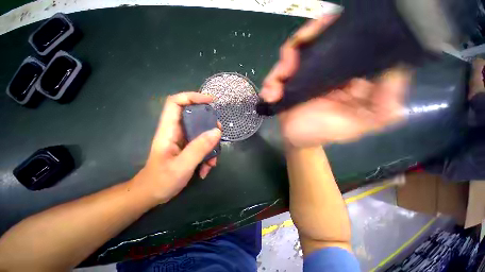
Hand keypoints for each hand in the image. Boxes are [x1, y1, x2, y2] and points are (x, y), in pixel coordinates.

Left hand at [132, 92, 221, 202]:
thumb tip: (216, 132)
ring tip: (212, 163)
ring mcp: (184, 140)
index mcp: (169, 130)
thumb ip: (199, 148)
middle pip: (195, 117)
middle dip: (210, 125)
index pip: (176, 103)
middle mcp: (177, 132)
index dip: (192, 97)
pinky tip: (206, 169)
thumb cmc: (161, 181)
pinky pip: (203, 145)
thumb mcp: (182, 166)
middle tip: (219, 135)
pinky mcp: (189, 148)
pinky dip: (208, 156)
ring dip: (211, 146)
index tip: (211, 101)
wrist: (152, 195)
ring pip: (202, 133)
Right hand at [260, 15, 409, 147]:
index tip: (328, 22)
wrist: (298, 140)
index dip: (336, 27)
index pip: (345, 40)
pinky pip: (274, 76)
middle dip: (303, 39)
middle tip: (292, 56)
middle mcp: (322, 69)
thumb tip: (398, 71)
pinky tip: (269, 95)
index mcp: (343, 74)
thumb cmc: (325, 133)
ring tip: (275, 86)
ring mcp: (300, 76)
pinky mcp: (283, 85)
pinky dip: (269, 83)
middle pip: (313, 40)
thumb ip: (383, 106)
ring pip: (290, 55)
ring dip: (280, 67)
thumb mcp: (359, 124)